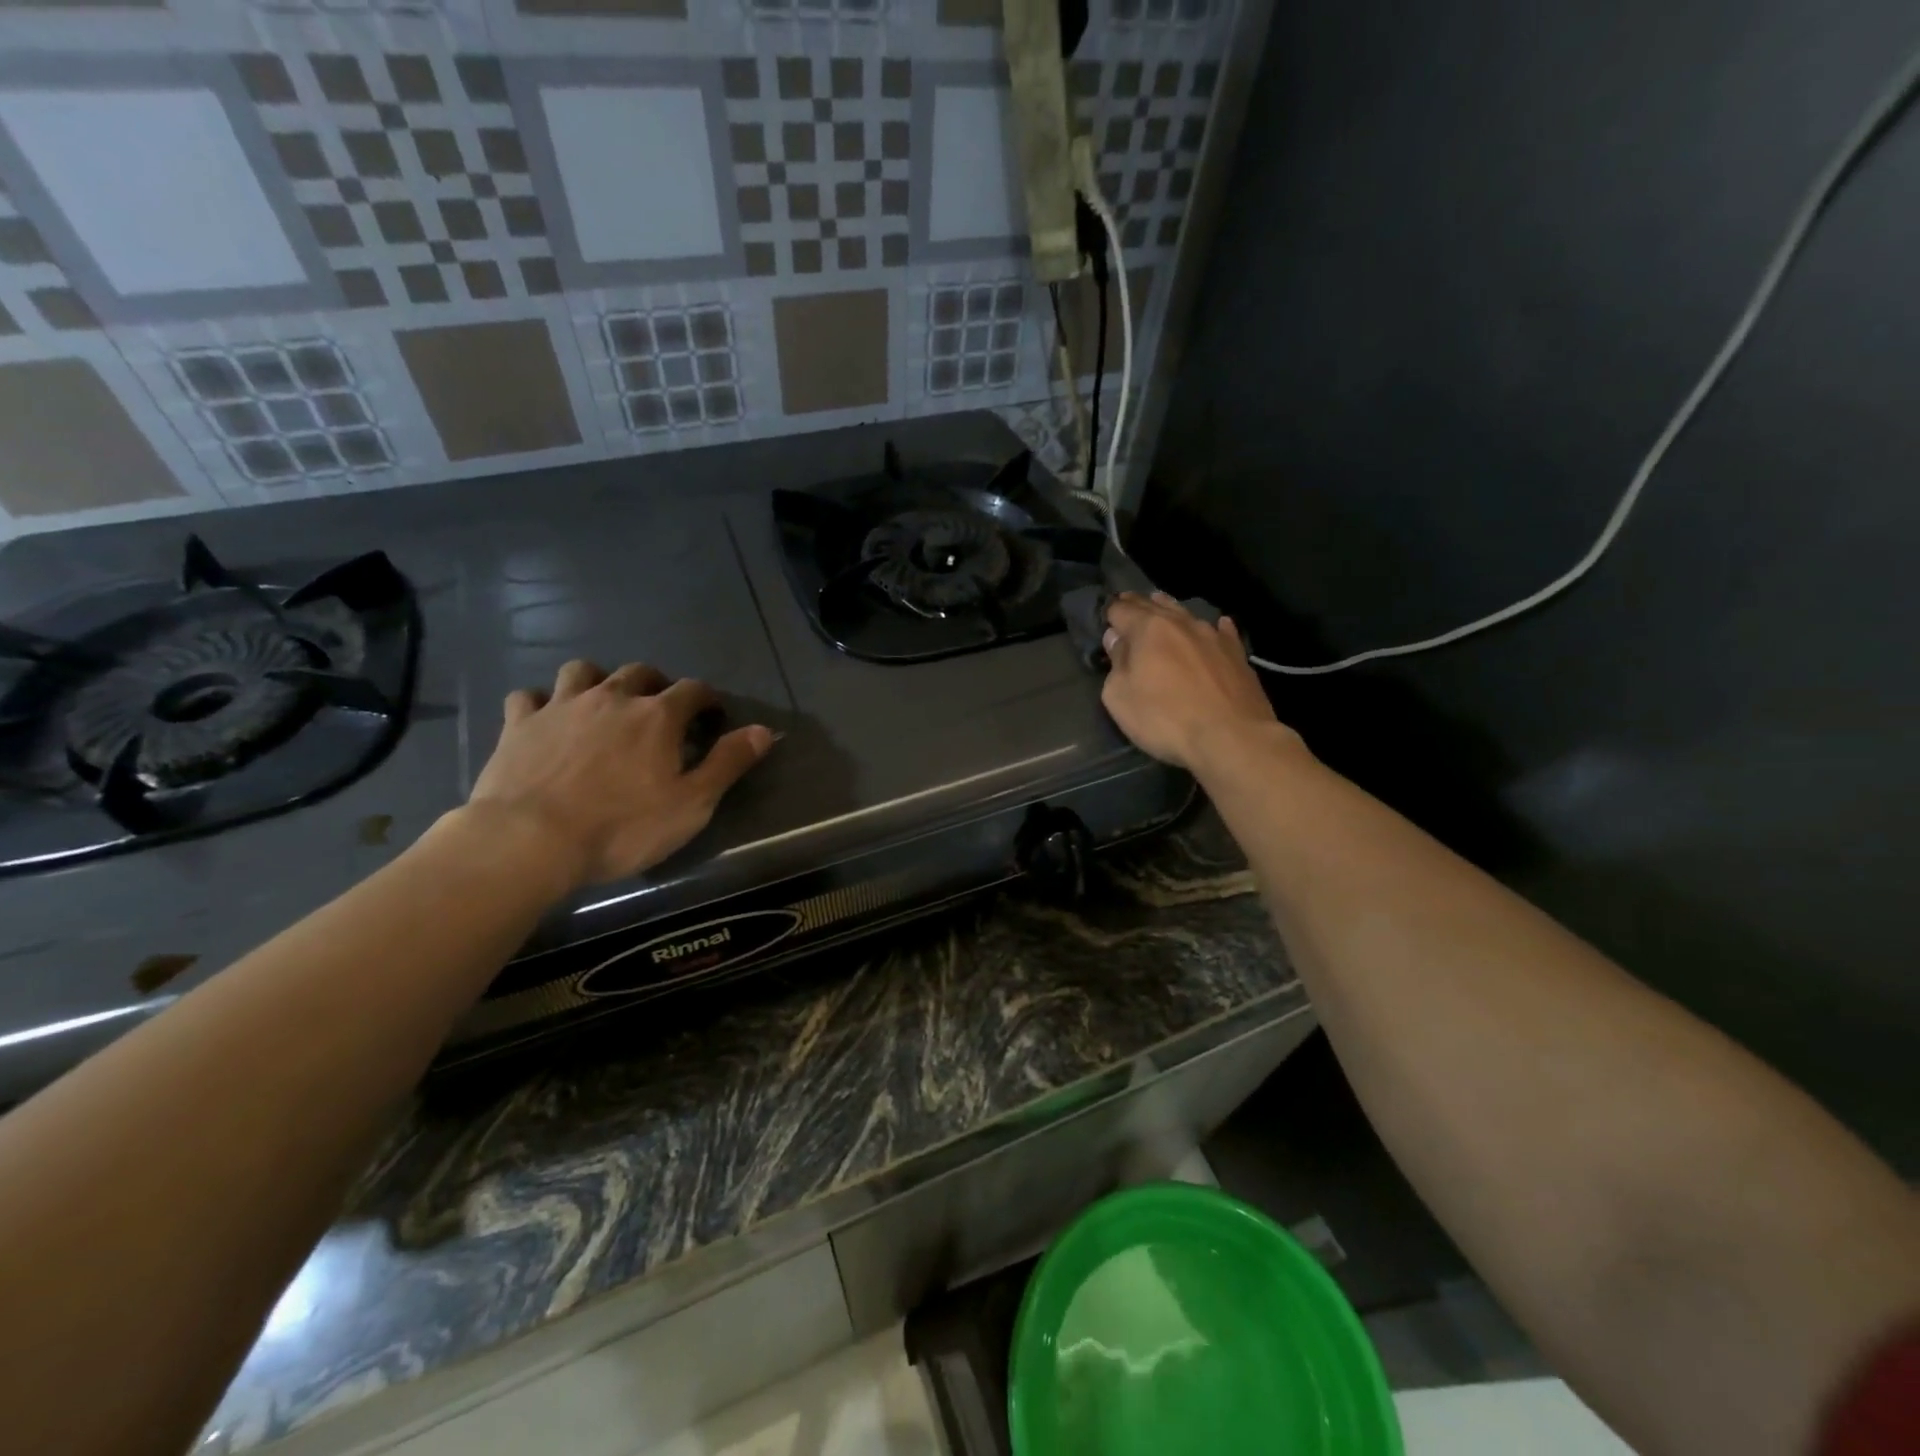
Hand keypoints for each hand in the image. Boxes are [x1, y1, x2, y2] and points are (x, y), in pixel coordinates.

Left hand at [465, 659, 773, 889]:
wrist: (530, 841)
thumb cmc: (622, 827)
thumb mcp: (692, 804)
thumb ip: (728, 763)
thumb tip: (764, 731)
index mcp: (658, 716)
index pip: (694, 690)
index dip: (708, 700)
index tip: (712, 717)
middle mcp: (612, 698)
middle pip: (640, 672)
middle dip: (656, 684)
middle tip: (660, 711)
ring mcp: (561, 707)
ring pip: (582, 671)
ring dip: (598, 680)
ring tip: (602, 704)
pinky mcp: (519, 725)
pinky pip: (528, 697)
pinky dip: (541, 703)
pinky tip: (545, 720)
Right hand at [1101, 593, 1290, 770]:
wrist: (1231, 737)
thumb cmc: (1165, 719)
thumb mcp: (1120, 698)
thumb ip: (1116, 664)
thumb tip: (1117, 640)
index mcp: (1148, 629)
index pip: (1121, 610)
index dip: (1110, 612)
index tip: (1105, 615)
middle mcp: (1181, 623)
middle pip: (1153, 605)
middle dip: (1137, 604)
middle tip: (1127, 603)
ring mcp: (1213, 635)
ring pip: (1186, 613)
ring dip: (1169, 610)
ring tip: (1160, 605)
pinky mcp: (1237, 654)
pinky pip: (1222, 631)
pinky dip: (1213, 627)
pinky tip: (1217, 625)